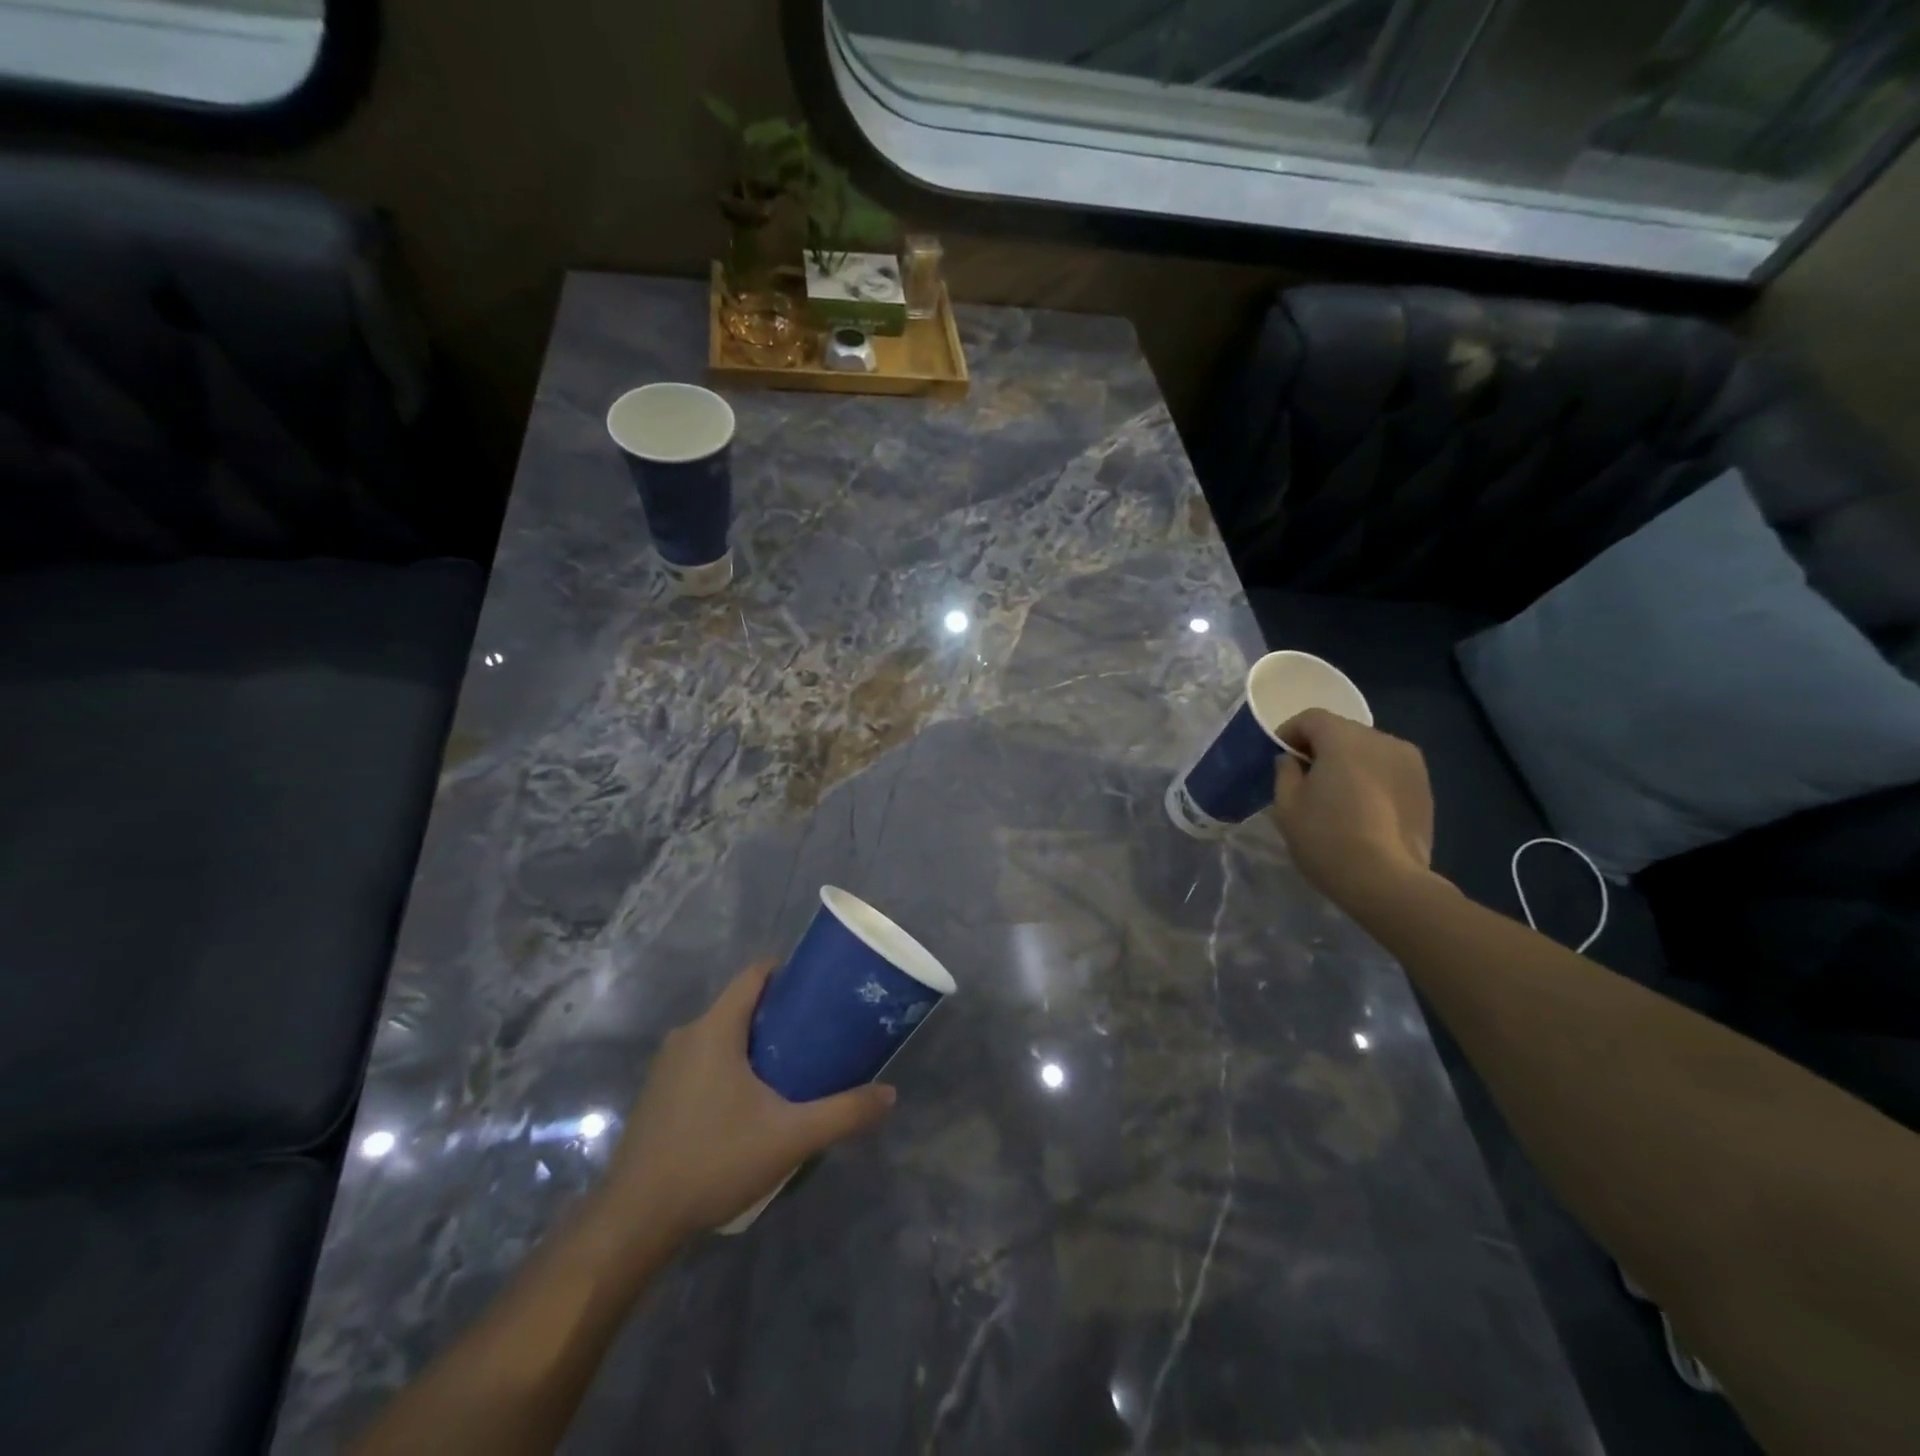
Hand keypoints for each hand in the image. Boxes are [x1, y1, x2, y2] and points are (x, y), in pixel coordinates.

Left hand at [592, 962, 895, 1253]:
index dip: (788, 972)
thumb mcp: (790, 1138)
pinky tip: (751, 1101)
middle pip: (740, 1005)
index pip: (754, 975)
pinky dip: (730, 1065)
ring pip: (720, 1035)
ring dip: (754, 1042)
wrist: (635, 1221)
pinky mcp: (658, 1094)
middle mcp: (687, 1036)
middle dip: (779, 1013)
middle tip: (818, 1032)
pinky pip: (702, 1060)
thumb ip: (843, 1113)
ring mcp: (667, 1066)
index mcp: (715, 1029)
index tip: (820, 988)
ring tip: (793, 1066)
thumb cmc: (714, 1160)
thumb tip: (890, 1094)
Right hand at [1270, 709, 1436, 905]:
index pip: (1311, 718)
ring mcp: (1410, 763)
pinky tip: (1362, 809)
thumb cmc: (1327, 838)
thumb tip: (1293, 760)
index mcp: (1344, 738)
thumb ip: (1285, 772)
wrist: (1387, 881)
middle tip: (1304, 777)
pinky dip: (1371, 778)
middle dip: (1321, 747)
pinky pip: (1388, 770)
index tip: (1279, 756)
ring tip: (1336, 794)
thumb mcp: (1287, 805)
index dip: (1290, 732)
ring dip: (1349, 762)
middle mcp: (1382, 740)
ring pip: (1368, 750)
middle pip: (1343, 731)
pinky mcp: (1425, 787)